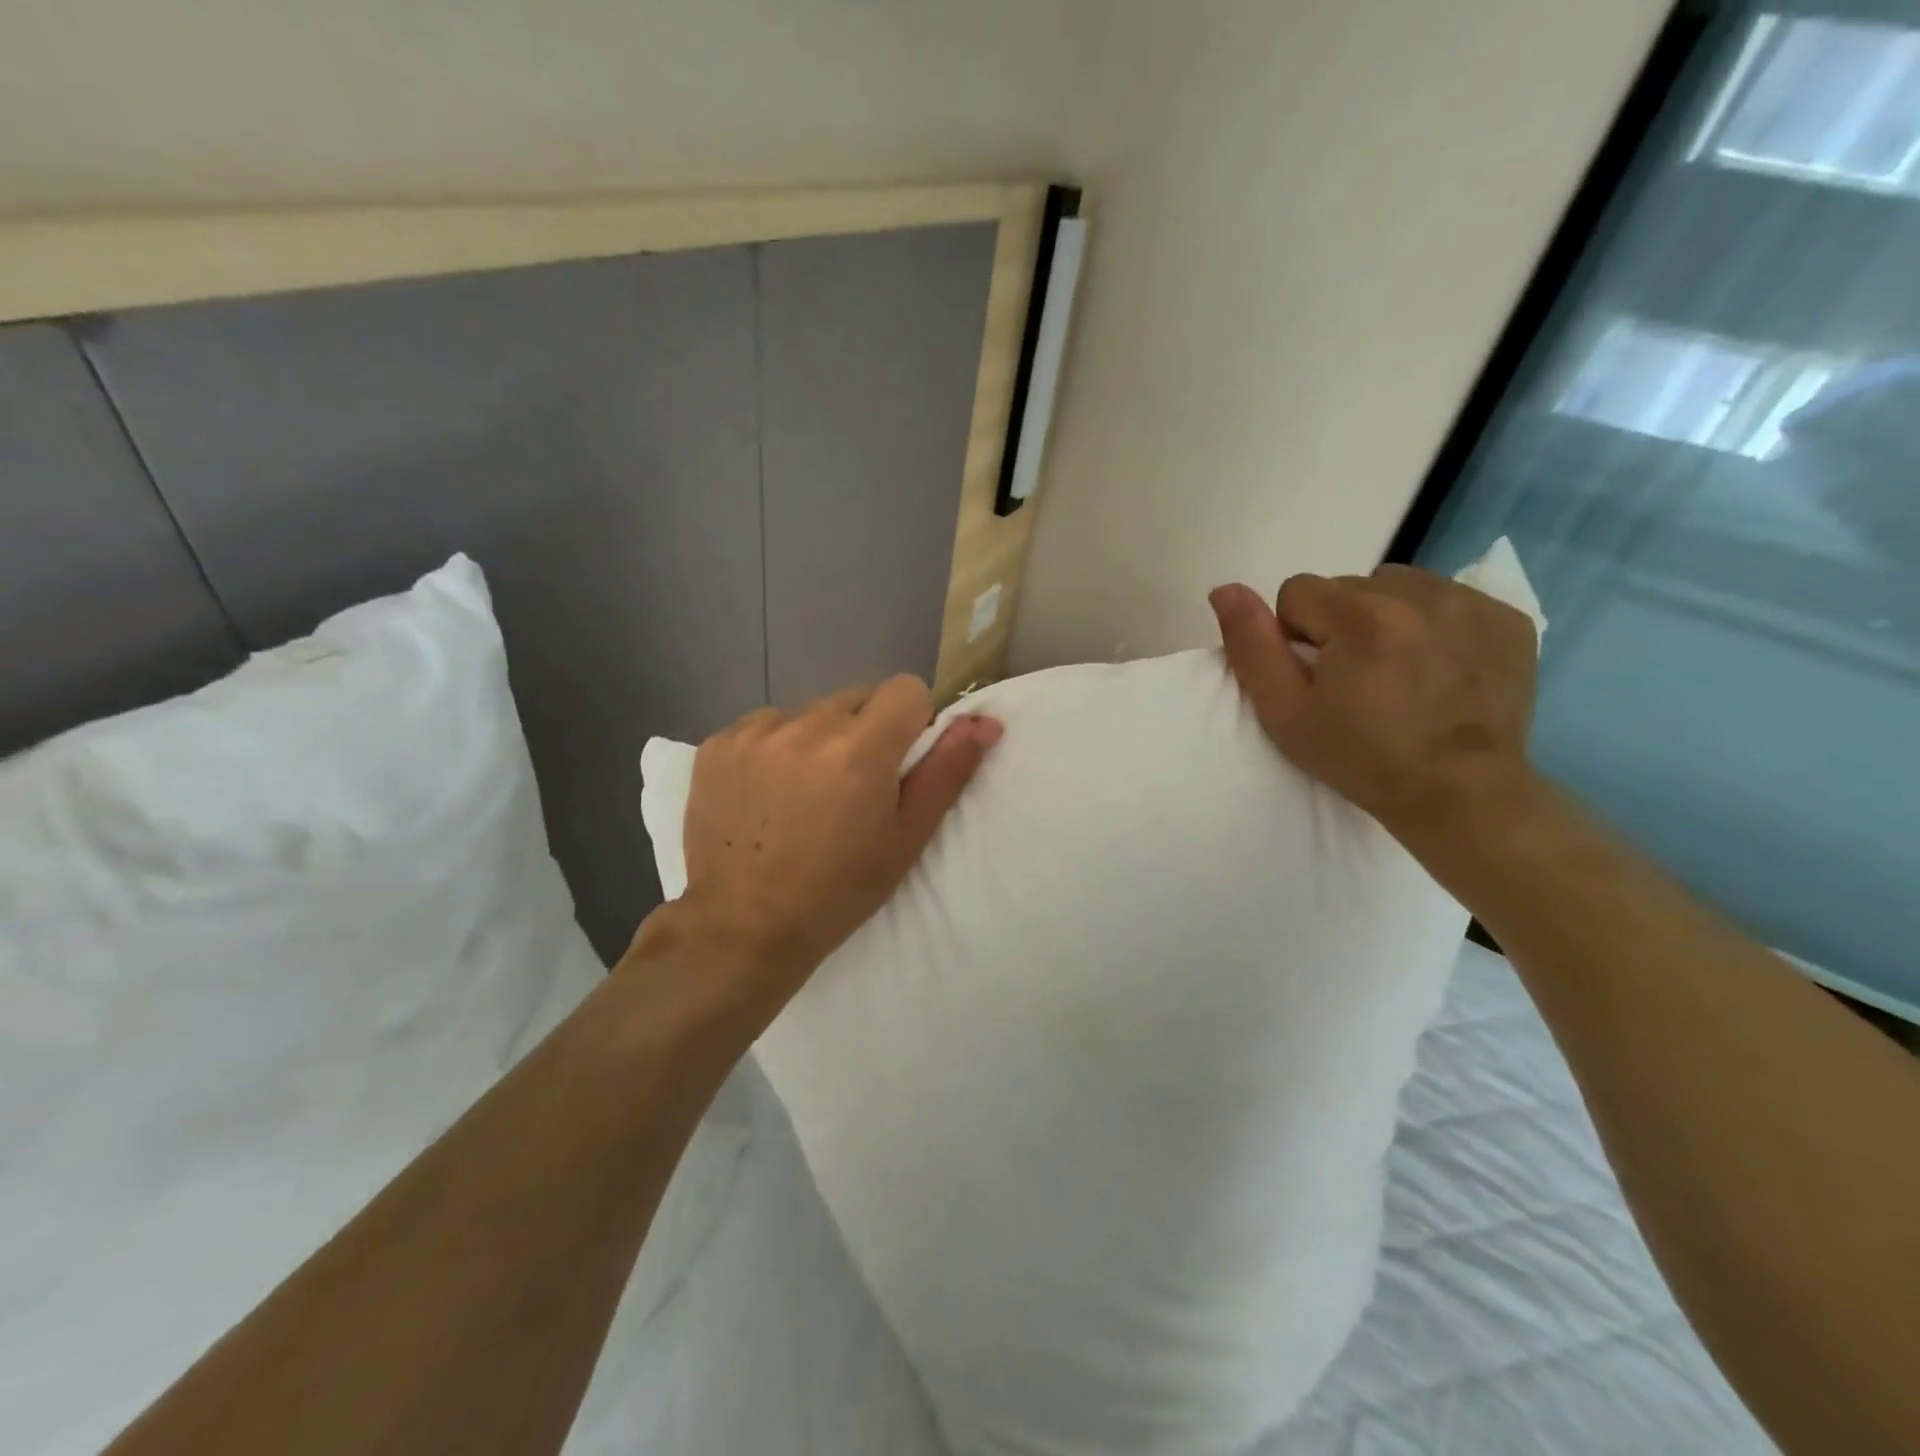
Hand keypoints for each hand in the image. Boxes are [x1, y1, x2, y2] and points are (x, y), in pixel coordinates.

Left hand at [666, 676, 1001, 1009]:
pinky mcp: (716, 744)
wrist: (742, 928)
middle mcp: (806, 726)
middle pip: (857, 697)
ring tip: (804, 795)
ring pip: (810, 711)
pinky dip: (774, 748)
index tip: (896, 766)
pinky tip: (766, 795)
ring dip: (818, 738)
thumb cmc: (838, 891)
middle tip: (852, 788)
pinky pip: (764, 725)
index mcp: (860, 749)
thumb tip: (984, 720)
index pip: (906, 688)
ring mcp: (754, 732)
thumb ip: (947, 771)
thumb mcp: (906, 838)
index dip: (911, 723)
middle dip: (865, 731)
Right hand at [1209, 565, 1538, 841]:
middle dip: (1341, 624)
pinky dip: (1436, 624)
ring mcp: (1469, 602)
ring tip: (1399, 671)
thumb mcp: (1285, 711)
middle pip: (1349, 586)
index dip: (1296, 635)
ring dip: (1387, 617)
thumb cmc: (1360, 756)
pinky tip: (1440, 668)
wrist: (1460, 794)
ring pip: (1399, 586)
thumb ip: (1250, 645)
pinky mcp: (1508, 618)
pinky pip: (1450, 599)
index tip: (1318, 677)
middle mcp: (1417, 592)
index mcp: (1358, 614)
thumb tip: (1224, 589)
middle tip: (1358, 680)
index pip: (1297, 591)